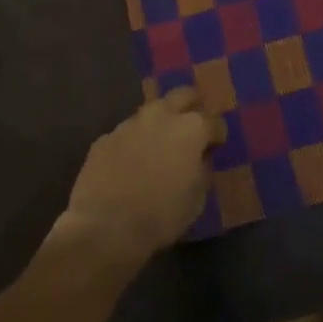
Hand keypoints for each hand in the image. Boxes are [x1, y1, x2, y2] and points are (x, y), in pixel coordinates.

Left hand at [60, 89, 223, 265]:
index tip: (216, 146)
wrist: (105, 227)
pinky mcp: (105, 138)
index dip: (217, 134)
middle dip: (191, 106)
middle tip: (192, 126)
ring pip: (151, 111)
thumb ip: (202, 171)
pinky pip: (127, 133)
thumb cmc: (161, 215)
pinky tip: (131, 162)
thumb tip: (199, 159)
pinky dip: (134, 142)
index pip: (214, 121)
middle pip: (182, 95)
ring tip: (160, 144)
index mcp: (190, 128)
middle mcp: (161, 116)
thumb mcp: (196, 199)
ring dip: (160, 122)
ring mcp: (130, 124)